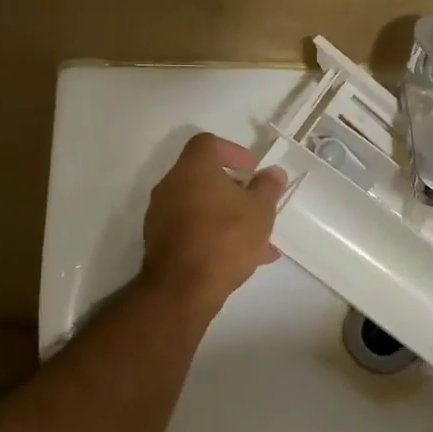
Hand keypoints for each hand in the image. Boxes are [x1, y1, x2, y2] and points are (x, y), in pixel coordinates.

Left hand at [141, 133, 284, 314]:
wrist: (183, 288)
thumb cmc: (226, 238)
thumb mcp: (260, 210)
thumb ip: (268, 187)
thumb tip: (272, 172)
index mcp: (193, 169)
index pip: (208, 143)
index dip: (233, 151)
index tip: (251, 169)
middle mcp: (171, 185)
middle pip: (203, 176)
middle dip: (234, 189)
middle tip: (256, 204)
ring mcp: (161, 215)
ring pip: (200, 206)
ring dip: (227, 215)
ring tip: (257, 239)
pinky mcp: (160, 242)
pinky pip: (192, 229)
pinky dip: (213, 234)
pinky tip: (240, 258)